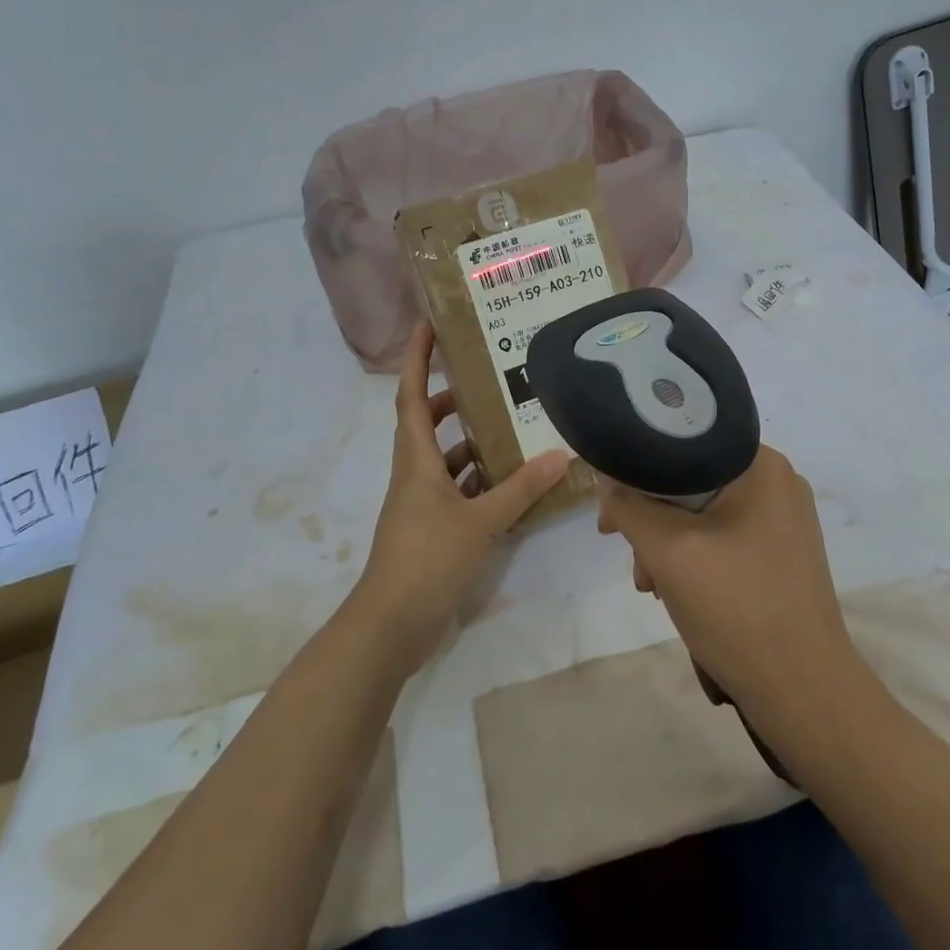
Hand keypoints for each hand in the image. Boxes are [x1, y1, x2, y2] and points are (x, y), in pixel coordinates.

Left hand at [349, 321, 568, 671]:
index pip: (410, 395)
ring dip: (470, 439)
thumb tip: (558, 454)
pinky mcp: (433, 527)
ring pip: (444, 457)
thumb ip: (519, 489)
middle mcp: (414, 474)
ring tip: (509, 422)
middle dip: (450, 396)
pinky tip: (511, 478)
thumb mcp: (479, 522)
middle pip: (426, 422)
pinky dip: (480, 479)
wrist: (391, 625)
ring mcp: (422, 503)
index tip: (428, 324)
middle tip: (488, 376)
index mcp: (415, 460)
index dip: (416, 358)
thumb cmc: (426, 561)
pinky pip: (458, 489)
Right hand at [597, 446, 857, 706]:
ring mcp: (784, 520)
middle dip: (652, 520)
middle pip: (691, 482)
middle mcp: (778, 482)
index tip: (609, 512)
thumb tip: (607, 482)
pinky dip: (696, 558)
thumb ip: (629, 507)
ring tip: (653, 586)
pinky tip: (679, 591)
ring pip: (705, 514)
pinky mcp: (782, 553)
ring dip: (670, 544)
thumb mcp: (668, 550)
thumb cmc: (736, 607)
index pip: (680, 446)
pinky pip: (725, 537)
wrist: (802, 689)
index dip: (635, 475)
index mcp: (761, 465)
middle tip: (632, 559)